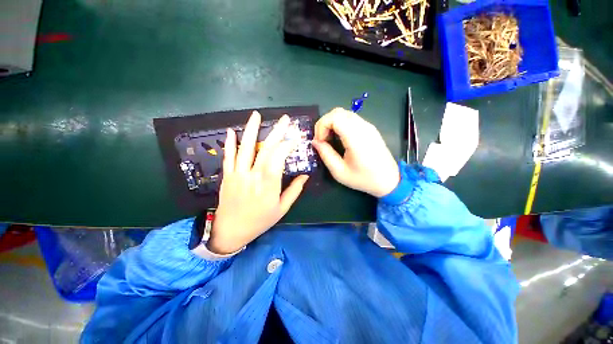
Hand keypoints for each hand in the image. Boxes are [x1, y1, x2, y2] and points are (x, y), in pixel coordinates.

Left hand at [207, 111, 308, 253]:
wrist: (231, 230)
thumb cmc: (260, 221)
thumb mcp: (282, 209)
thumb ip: (294, 190)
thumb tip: (305, 175)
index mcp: (269, 184)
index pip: (279, 157)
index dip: (288, 145)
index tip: (295, 139)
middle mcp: (253, 175)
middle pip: (266, 148)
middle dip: (277, 131)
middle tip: (284, 119)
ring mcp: (238, 173)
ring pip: (245, 148)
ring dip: (251, 130)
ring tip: (257, 115)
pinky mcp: (227, 175)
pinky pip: (228, 156)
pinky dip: (230, 143)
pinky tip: (231, 131)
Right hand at [312, 108, 399, 197]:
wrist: (389, 180)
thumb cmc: (363, 179)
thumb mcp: (339, 172)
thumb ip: (325, 155)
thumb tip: (315, 142)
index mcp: (356, 138)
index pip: (334, 117)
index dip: (322, 126)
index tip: (320, 141)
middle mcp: (363, 127)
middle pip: (338, 112)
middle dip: (325, 124)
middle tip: (323, 140)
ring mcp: (368, 126)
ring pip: (344, 113)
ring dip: (332, 124)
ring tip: (330, 140)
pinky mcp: (370, 128)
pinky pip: (351, 119)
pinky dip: (340, 125)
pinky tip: (340, 139)